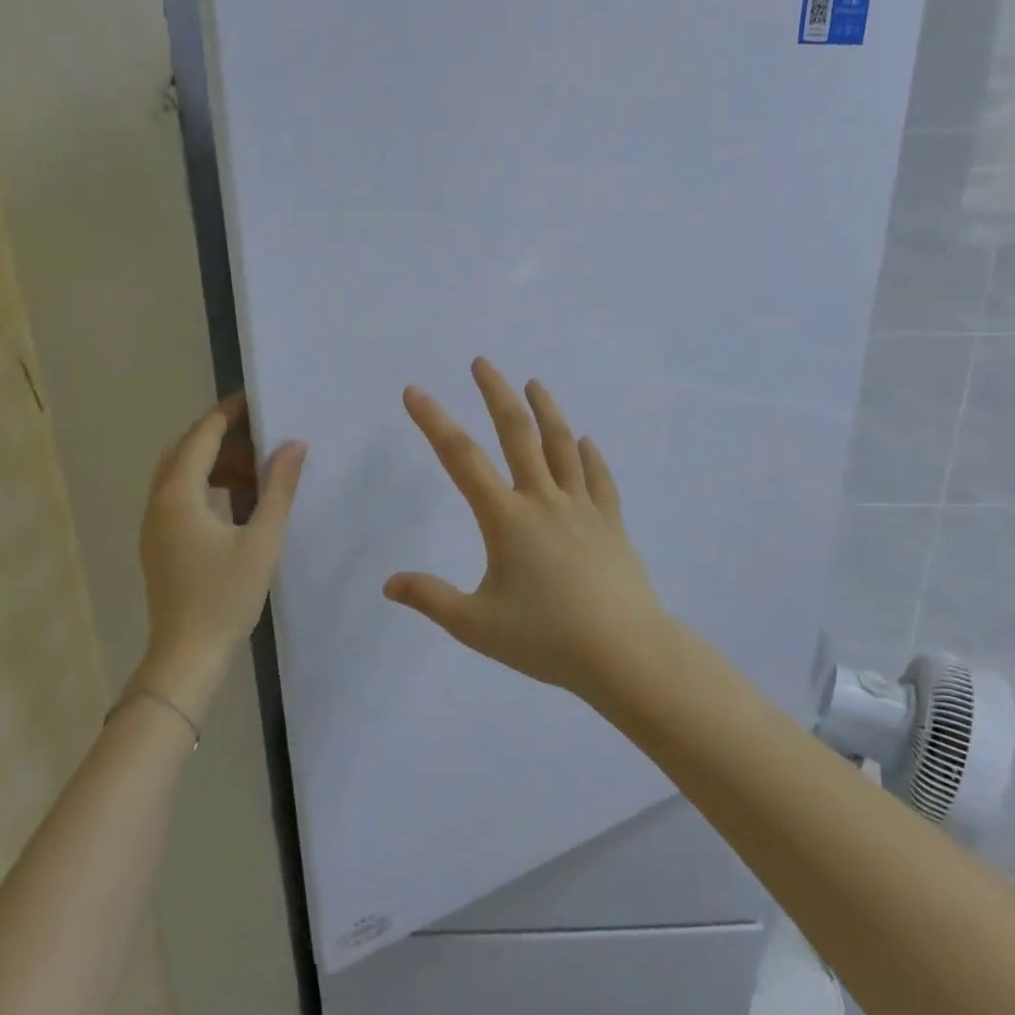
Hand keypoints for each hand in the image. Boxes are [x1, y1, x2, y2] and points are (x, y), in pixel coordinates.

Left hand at [137, 394, 305, 719]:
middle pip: (185, 451)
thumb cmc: (225, 596)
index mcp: (179, 496)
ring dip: (216, 464)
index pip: (201, 437)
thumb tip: (294, 445)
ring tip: (259, 470)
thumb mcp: (262, 539)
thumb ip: (279, 488)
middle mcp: (159, 503)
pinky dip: (208, 487)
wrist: (187, 655)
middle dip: (222, 437)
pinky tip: (240, 502)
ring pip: (181, 476)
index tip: (257, 400)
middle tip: (261, 433)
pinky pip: (181, 497)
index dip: (228, 414)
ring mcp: (155, 525)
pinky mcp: (160, 544)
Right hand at [384, 358, 673, 695]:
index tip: (415, 392)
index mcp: (507, 519)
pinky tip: (585, 442)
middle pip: (518, 433)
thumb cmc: (547, 638)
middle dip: (496, 394)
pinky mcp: (611, 523)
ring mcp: (583, 508)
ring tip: (534, 383)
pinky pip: (599, 479)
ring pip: (562, 445)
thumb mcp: (477, 625)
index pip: (462, 459)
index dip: (435, 422)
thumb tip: (389, 583)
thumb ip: (431, 599)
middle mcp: (544, 500)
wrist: (624, 652)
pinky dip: (590, 456)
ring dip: (546, 410)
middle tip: (482, 363)